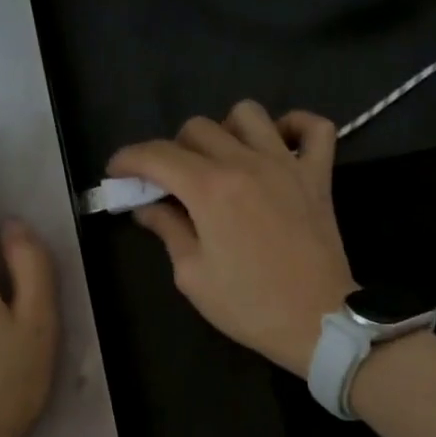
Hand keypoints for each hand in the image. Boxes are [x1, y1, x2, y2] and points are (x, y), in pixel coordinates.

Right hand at [108, 101, 354, 375]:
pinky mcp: (318, 176)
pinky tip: (278, 146)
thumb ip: (168, 231)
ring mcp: (287, 165)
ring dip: (225, 130)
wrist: (317, 322)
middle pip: (197, 128)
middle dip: (172, 150)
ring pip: (248, 114)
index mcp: (210, 189)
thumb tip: (147, 207)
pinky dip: (294, 126)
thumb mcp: (193, 275)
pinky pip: (314, 128)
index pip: (157, 155)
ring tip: (221, 161)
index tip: (117, 173)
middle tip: (170, 183)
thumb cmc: (249, 306)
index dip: (129, 159)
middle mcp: (246, 163)